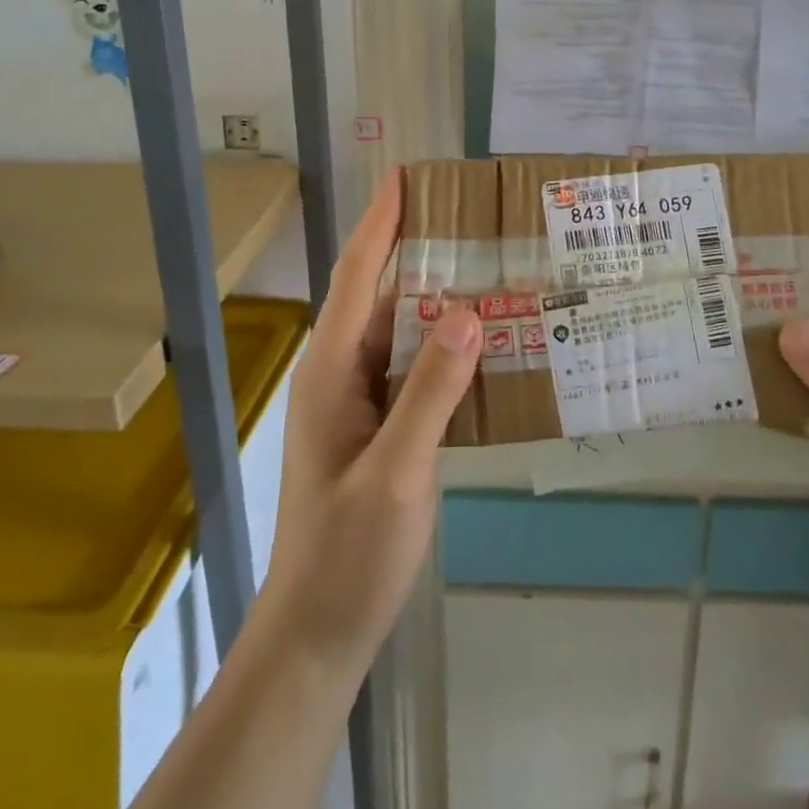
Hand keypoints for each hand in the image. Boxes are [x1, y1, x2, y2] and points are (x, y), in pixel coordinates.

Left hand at [255, 167, 483, 683]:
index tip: (406, 176)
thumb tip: (467, 312)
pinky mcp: (379, 425)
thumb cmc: (348, 552)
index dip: (381, 222)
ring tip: (489, 266)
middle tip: (472, 216)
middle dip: (419, 249)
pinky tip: (485, 342)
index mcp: (332, 370)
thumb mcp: (396, 471)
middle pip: (380, 294)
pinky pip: (414, 366)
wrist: (318, 632)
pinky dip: (445, 345)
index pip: (355, 276)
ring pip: (401, 331)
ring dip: (437, 297)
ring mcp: (359, 401)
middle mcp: (342, 373)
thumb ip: (430, 391)